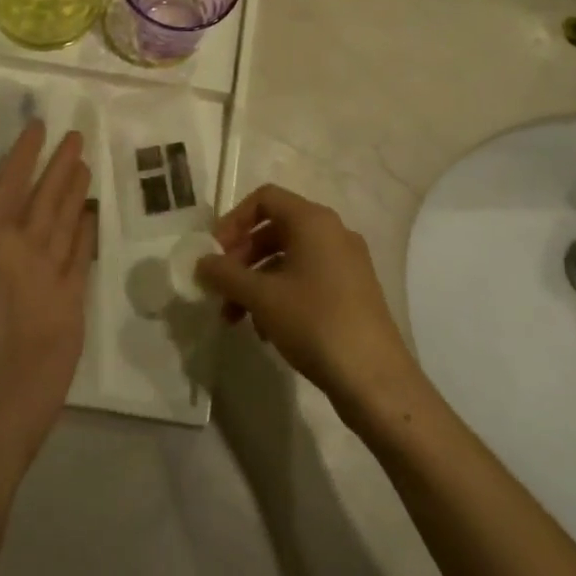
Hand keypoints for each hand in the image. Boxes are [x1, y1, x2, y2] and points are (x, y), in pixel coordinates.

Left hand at [0, 121, 92, 481]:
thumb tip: (7, 189)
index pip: (9, 188)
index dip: (22, 158)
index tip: (38, 125)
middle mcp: (19, 255)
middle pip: (42, 200)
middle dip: (56, 168)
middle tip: (76, 135)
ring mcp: (47, 278)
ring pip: (64, 223)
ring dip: (72, 193)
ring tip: (84, 163)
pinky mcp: (70, 302)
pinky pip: (80, 256)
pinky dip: (87, 233)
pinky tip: (93, 212)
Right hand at [196, 184, 419, 414]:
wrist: (374, 377)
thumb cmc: (314, 322)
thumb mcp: (262, 297)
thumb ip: (226, 274)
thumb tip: (202, 262)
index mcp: (313, 220)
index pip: (265, 198)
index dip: (234, 220)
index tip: (215, 252)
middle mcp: (333, 232)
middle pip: (275, 229)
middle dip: (242, 257)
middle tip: (220, 288)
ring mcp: (346, 261)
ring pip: (290, 257)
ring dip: (257, 281)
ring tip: (235, 317)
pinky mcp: (353, 290)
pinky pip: (307, 278)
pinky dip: (281, 294)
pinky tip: (266, 330)